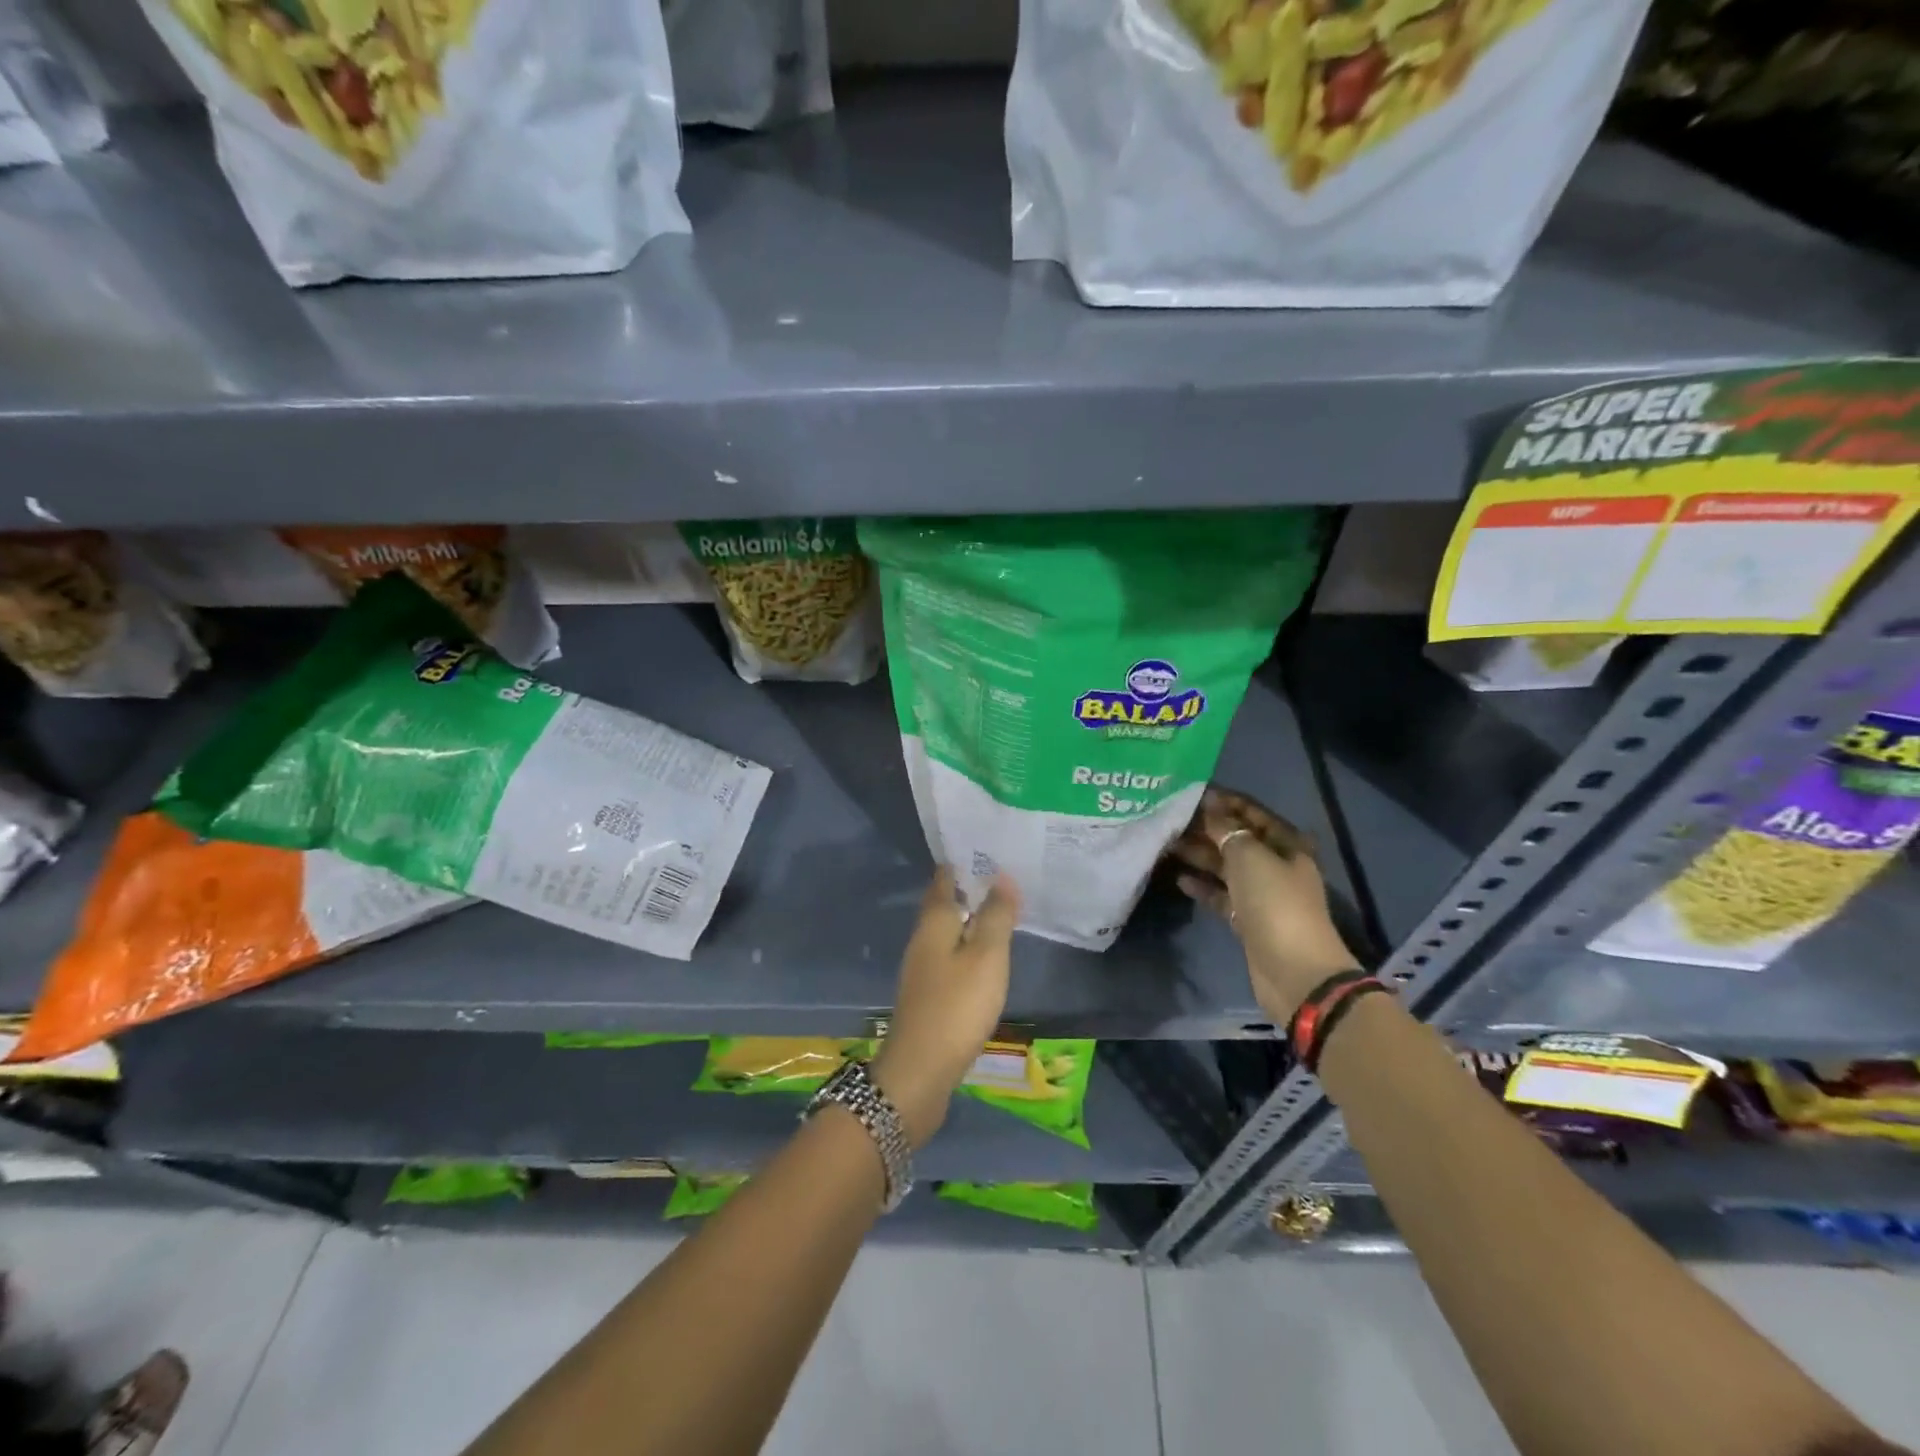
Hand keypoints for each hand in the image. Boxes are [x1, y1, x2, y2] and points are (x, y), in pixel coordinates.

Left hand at [872, 868, 1020, 1147]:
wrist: (919, 1072)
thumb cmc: (956, 1007)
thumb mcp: (986, 957)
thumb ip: (995, 916)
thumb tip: (1001, 876)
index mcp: (933, 923)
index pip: (944, 879)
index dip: (962, 863)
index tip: (987, 850)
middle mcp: (922, 940)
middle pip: (943, 905)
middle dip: (967, 890)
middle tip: (1001, 878)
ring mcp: (921, 969)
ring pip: (947, 933)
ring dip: (969, 920)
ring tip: (999, 913)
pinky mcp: (927, 996)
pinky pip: (949, 958)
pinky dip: (967, 949)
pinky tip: (984, 958)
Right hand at [1168, 786, 1359, 1023]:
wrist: (1293, 970)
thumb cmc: (1275, 903)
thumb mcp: (1249, 857)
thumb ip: (1227, 830)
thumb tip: (1209, 809)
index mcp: (1286, 844)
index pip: (1252, 812)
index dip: (1224, 801)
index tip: (1190, 792)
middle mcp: (1275, 865)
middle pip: (1237, 839)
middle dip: (1206, 828)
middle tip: (1169, 819)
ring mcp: (1261, 894)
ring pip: (1226, 867)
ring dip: (1199, 855)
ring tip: (1166, 844)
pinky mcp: (1247, 919)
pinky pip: (1221, 895)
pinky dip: (1202, 886)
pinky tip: (1178, 878)